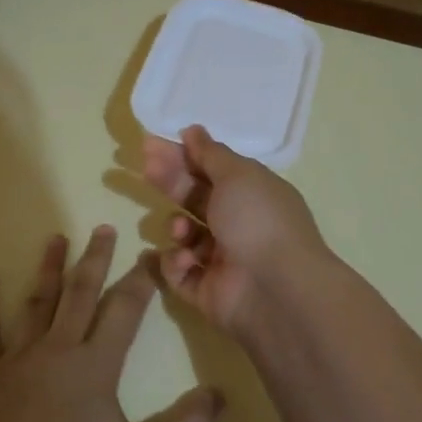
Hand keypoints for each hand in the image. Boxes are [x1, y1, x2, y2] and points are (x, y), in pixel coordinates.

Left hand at [0, 226, 221, 421]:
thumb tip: (219, 396)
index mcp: (96, 367)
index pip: (125, 311)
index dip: (141, 280)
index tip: (151, 254)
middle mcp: (57, 351)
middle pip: (80, 294)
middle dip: (96, 259)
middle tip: (104, 228)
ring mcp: (16, 361)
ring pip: (36, 303)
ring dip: (48, 269)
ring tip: (56, 237)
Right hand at [141, 125, 329, 332]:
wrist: (274, 288)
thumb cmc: (258, 220)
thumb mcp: (237, 174)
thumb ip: (211, 153)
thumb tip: (193, 130)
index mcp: (252, 195)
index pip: (212, 171)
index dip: (184, 157)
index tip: (152, 145)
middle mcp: (238, 225)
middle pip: (195, 199)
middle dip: (171, 183)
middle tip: (147, 169)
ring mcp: (222, 260)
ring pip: (184, 236)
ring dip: (177, 227)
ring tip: (182, 230)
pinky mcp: (205, 291)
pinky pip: (179, 272)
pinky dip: (176, 264)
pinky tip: (185, 259)